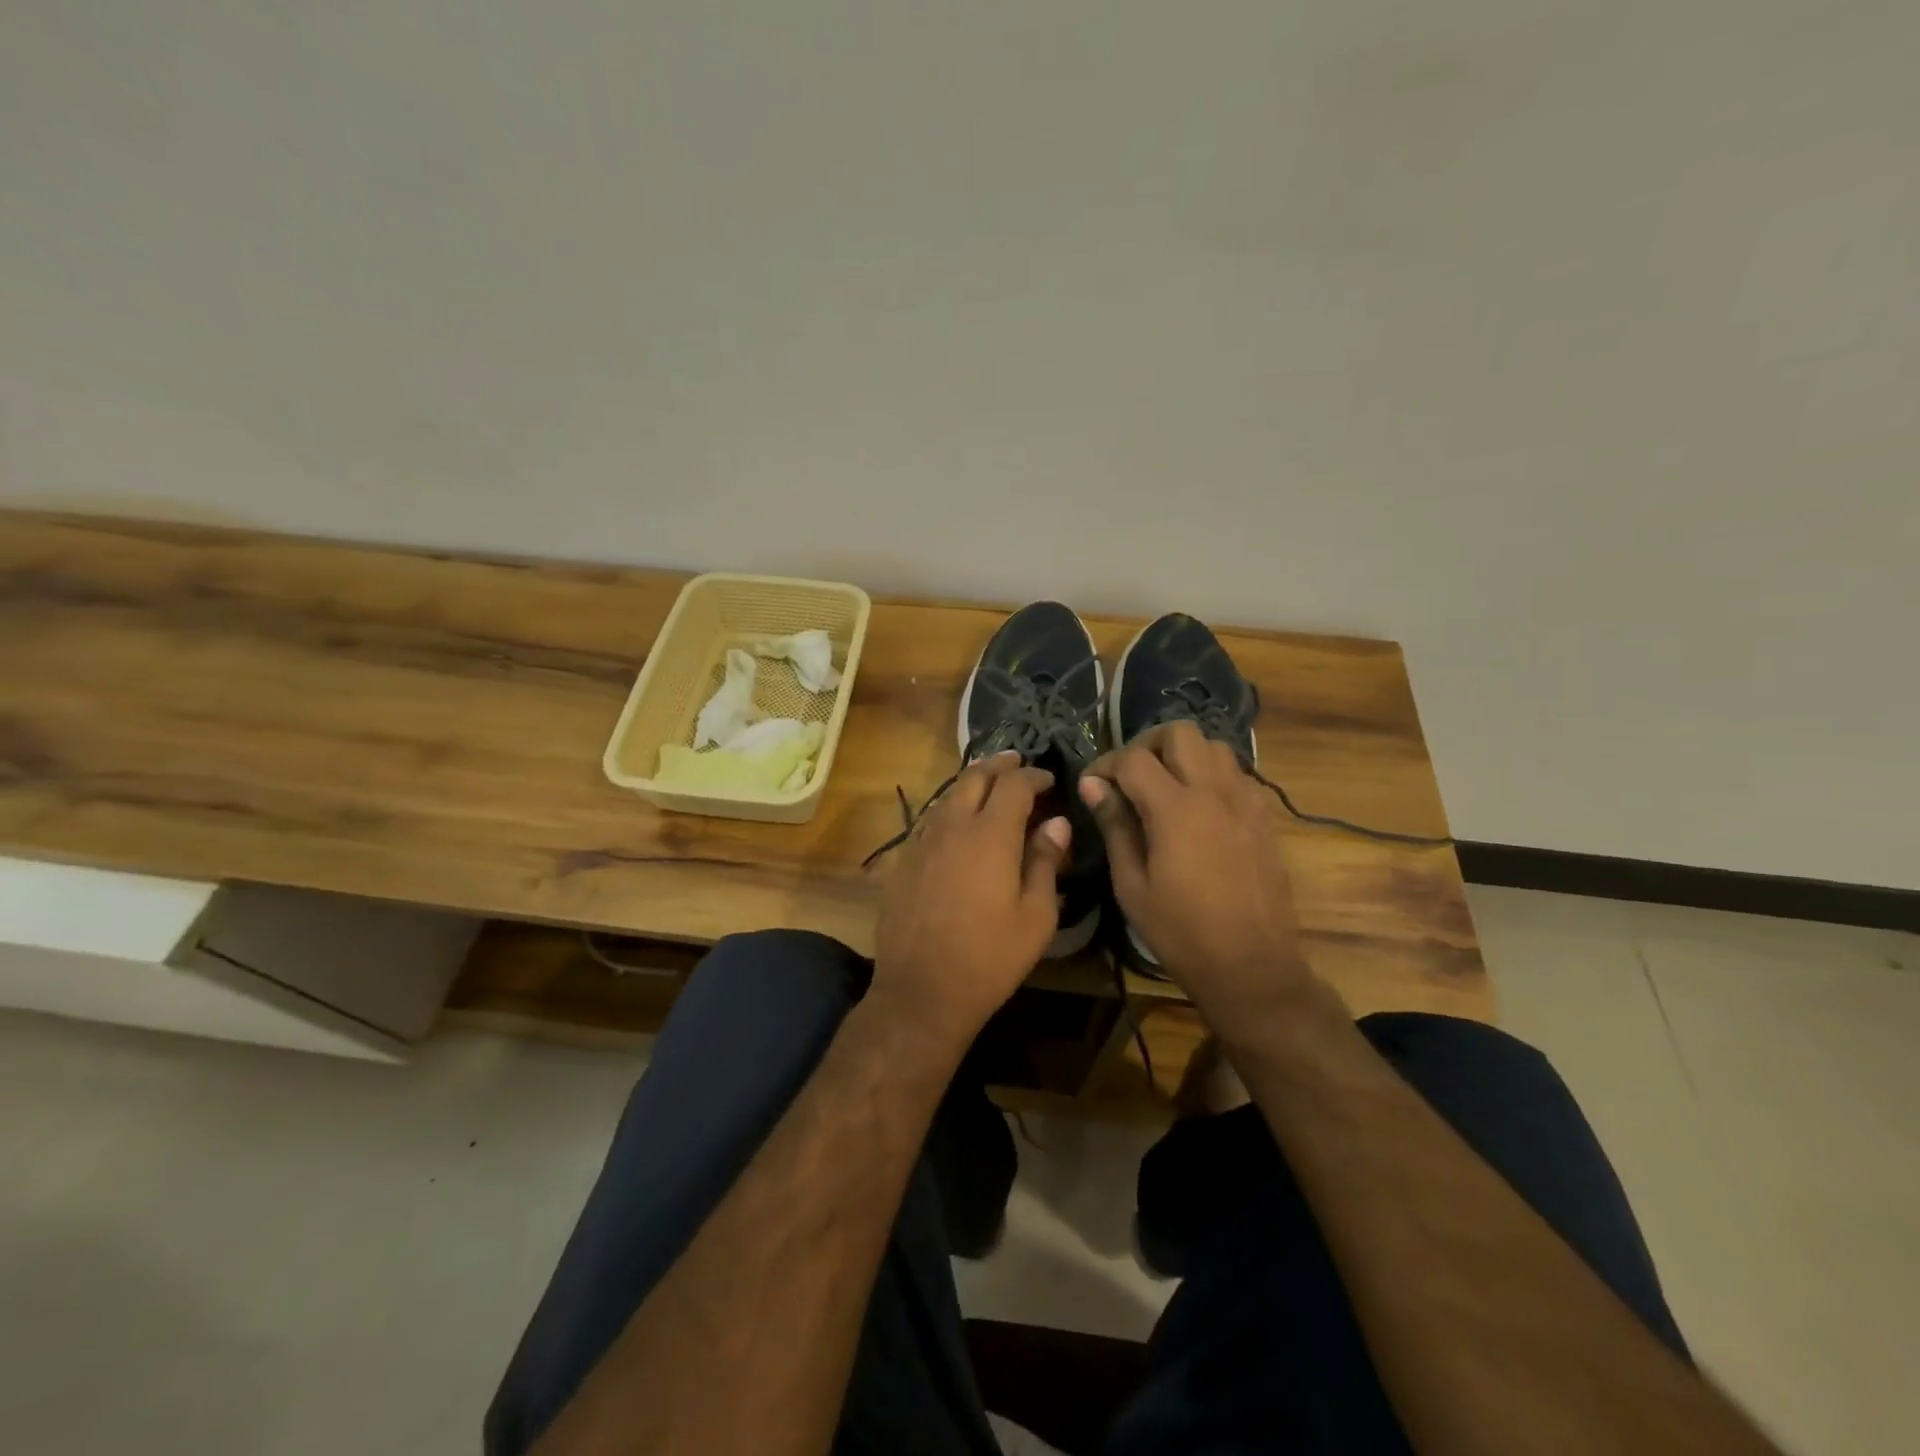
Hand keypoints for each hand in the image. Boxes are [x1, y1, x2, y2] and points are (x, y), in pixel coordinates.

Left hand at [871, 751, 1070, 1047]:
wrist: (922, 991)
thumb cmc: (990, 957)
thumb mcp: (1036, 916)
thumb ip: (1045, 861)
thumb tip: (1057, 823)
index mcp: (990, 835)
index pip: (1014, 785)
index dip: (1034, 776)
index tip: (1049, 780)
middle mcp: (952, 827)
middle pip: (975, 778)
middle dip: (1000, 765)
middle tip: (1018, 763)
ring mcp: (922, 842)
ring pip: (948, 796)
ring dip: (972, 784)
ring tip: (990, 786)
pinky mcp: (902, 862)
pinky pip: (930, 821)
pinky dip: (950, 810)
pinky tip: (958, 825)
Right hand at [1078, 722, 1328, 1031]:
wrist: (1252, 966)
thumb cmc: (1181, 932)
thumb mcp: (1132, 884)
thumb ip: (1115, 825)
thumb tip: (1092, 785)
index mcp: (1176, 809)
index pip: (1133, 759)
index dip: (1104, 764)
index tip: (1091, 785)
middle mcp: (1214, 792)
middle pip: (1180, 733)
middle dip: (1147, 744)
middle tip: (1129, 775)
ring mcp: (1246, 801)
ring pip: (1214, 746)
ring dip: (1183, 755)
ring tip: (1164, 786)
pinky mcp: (1264, 817)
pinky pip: (1236, 774)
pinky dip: (1211, 774)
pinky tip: (1198, 807)